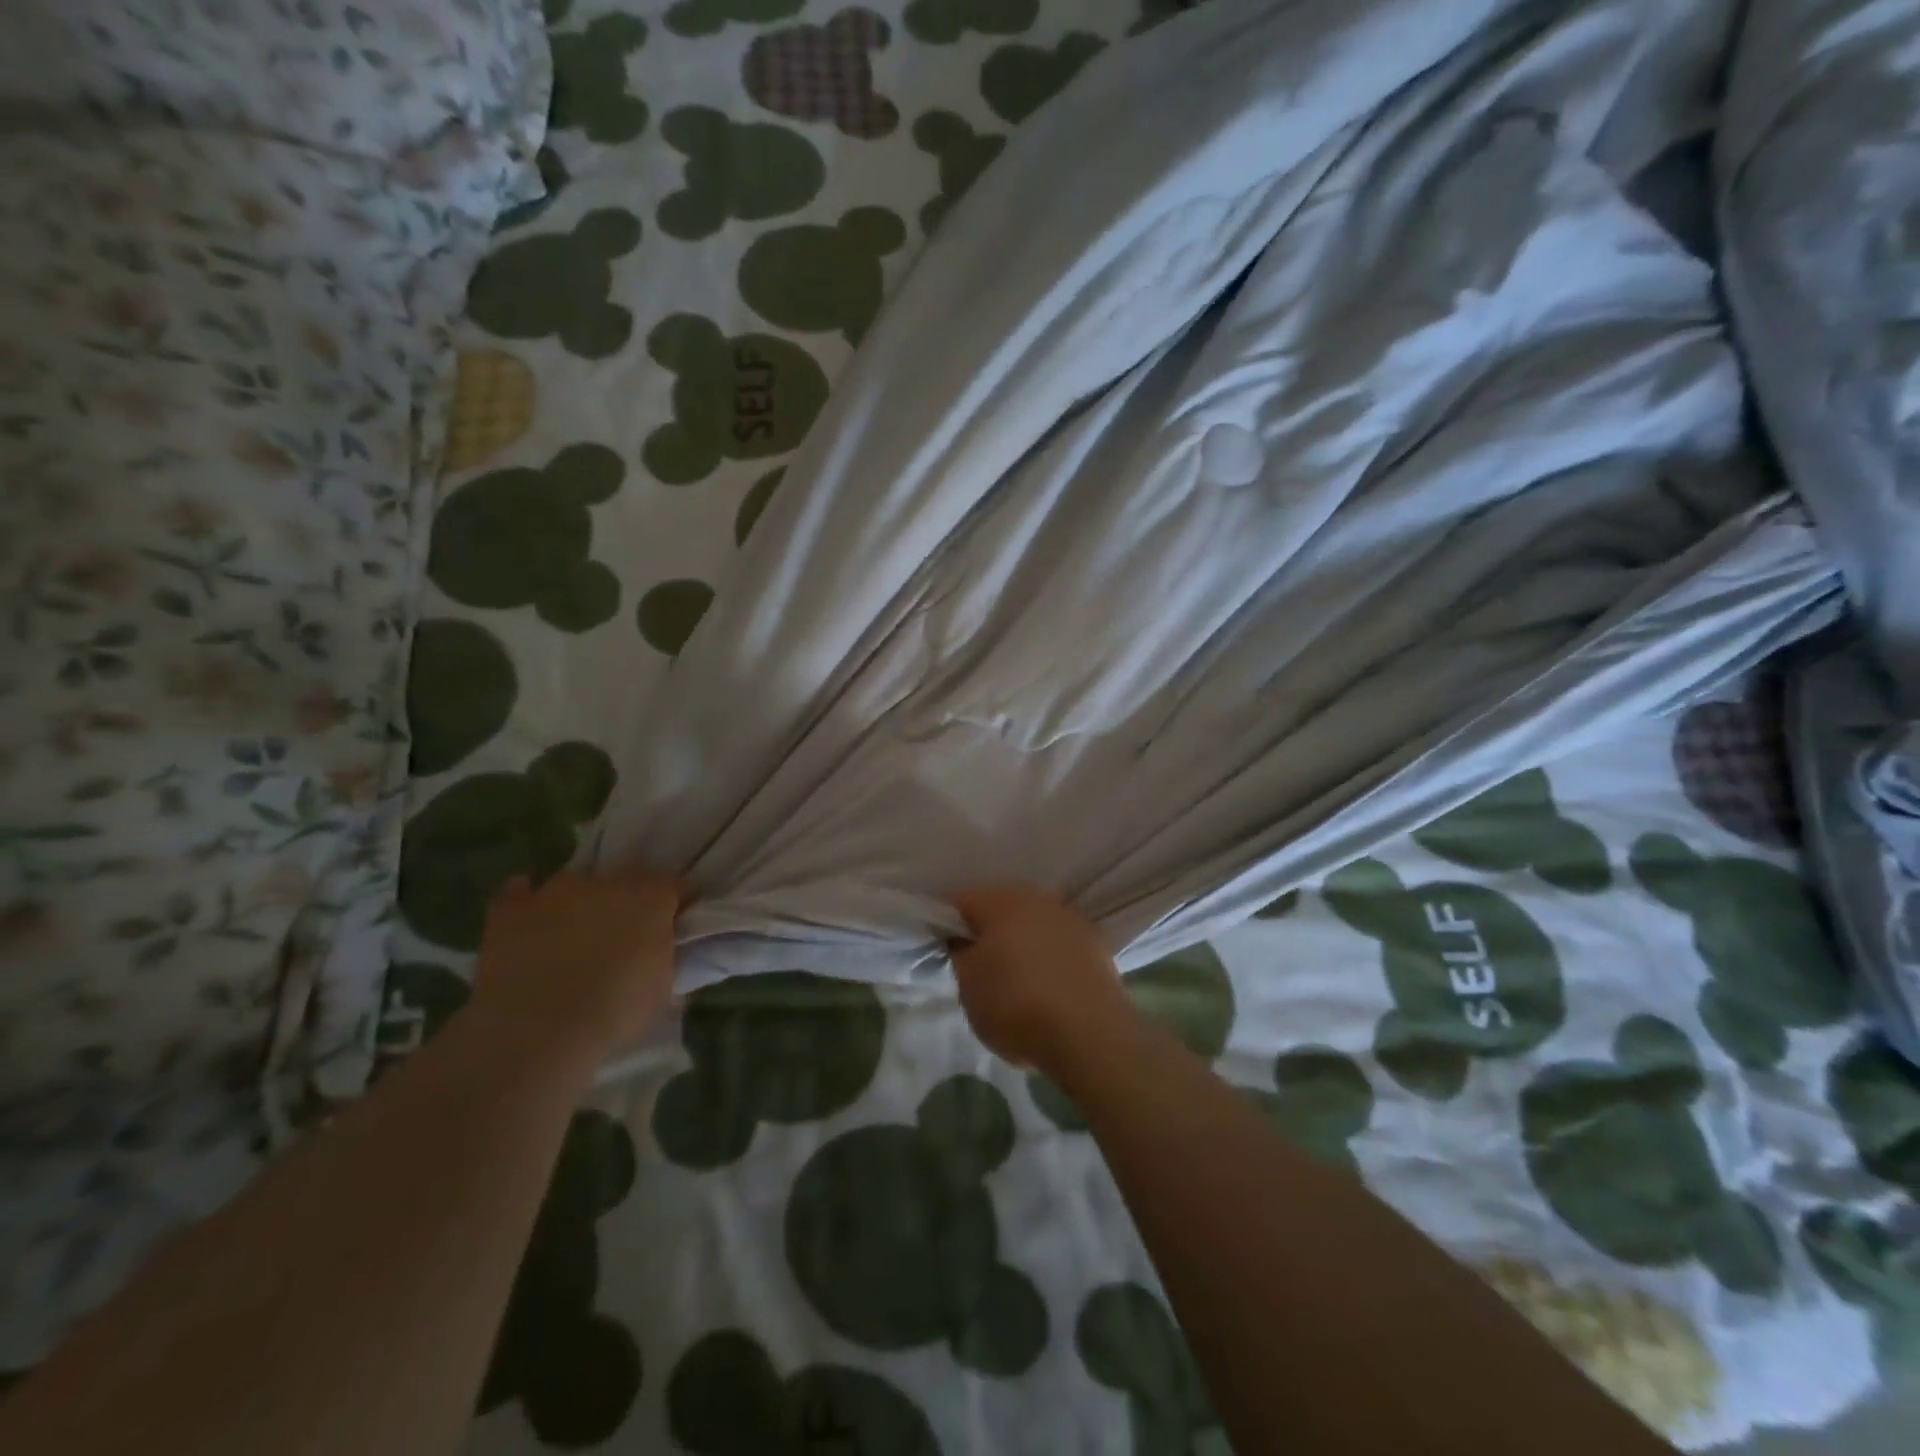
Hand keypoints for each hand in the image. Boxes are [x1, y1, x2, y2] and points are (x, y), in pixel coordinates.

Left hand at [473, 869, 681, 1061]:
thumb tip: (661, 951)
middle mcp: (606, 882)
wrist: (538, 1033)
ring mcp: (556, 891)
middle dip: (623, 903)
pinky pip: (518, 893)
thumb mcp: (662, 988)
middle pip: (621, 881)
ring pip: (573, 885)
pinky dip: (525, 903)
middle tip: (619, 937)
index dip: (670, 904)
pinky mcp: (512, 909)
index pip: (672, 884)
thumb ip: (664, 956)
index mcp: (651, 898)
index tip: (669, 925)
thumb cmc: (614, 1013)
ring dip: (577, 903)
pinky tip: (529, 923)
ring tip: (571, 936)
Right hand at [947, 884, 1131, 1074]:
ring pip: (1032, 922)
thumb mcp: (969, 985)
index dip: (945, 920)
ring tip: (1011, 975)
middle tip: (973, 961)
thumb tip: (963, 939)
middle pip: (1000, 906)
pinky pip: (1057, 941)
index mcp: (1001, 900)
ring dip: (1019, 940)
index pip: (961, 899)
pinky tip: (1043, 983)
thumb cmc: (1017, 1005)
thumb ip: (960, 954)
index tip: (940, 945)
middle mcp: (1038, 898)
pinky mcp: (1095, 943)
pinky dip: (1046, 955)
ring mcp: (1070, 918)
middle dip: (985, 928)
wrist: (1090, 1035)